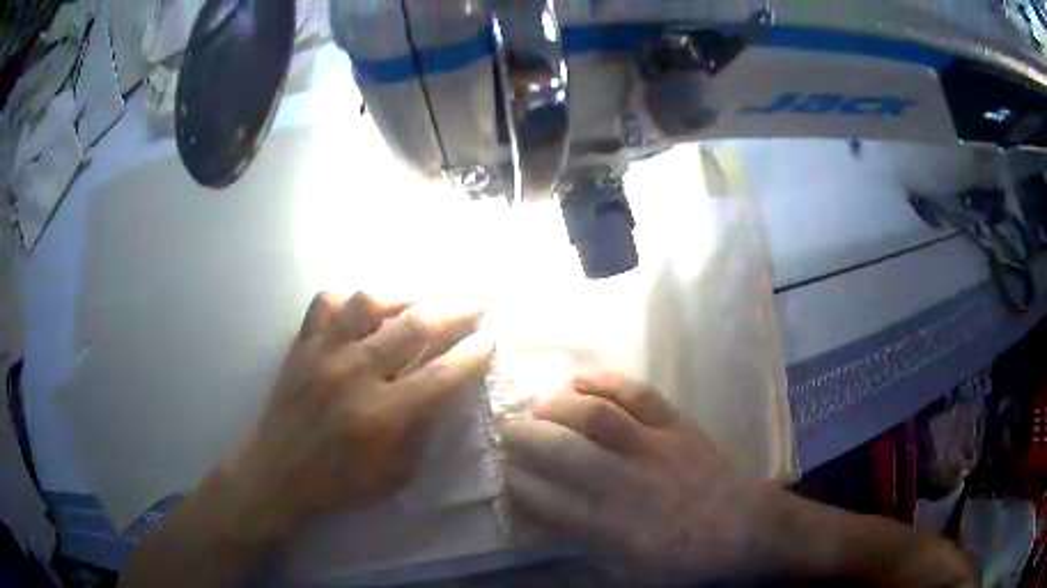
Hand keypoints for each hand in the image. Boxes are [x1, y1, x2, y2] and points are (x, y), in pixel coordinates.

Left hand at [224, 291, 492, 542]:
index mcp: (381, 415)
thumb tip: (444, 392)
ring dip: (403, 296)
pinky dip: (348, 298)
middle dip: (453, 312)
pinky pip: (325, 302)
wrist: (278, 472)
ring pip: (368, 302)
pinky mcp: (301, 345)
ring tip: (420, 301)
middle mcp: (354, 374)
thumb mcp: (396, 475)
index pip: (441, 375)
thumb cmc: (340, 483)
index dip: (473, 353)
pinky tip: (362, 309)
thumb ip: (423, 433)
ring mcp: (324, 353)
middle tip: (474, 306)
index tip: (491, 338)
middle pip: (413, 326)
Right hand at [500, 372, 764, 585]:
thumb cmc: (684, 558)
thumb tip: (539, 528)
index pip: (553, 501)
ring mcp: (658, 448)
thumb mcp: (631, 573)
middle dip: (527, 437)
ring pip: (599, 417)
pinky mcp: (679, 425)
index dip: (521, 482)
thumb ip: (584, 554)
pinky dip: (604, 382)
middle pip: (567, 453)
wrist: (746, 527)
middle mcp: (632, 484)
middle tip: (506, 428)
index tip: (503, 471)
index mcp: (618, 527)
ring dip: (558, 406)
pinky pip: (638, 394)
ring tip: (536, 404)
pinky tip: (578, 380)